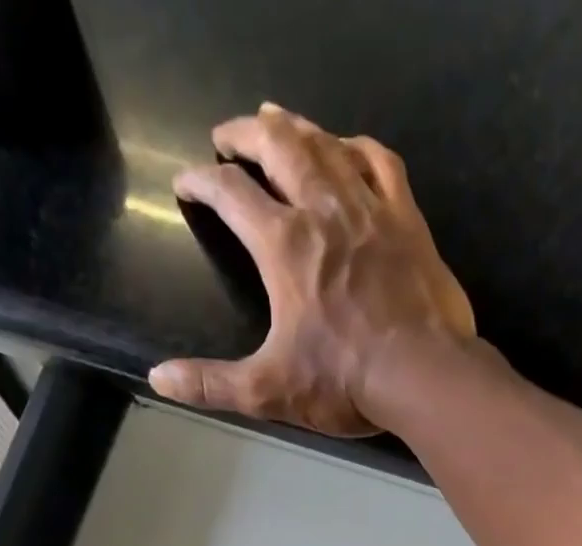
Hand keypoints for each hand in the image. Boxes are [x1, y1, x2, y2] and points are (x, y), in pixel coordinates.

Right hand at [149, 104, 476, 435]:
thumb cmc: (343, 382)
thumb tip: (159, 378)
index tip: (187, 184)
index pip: (230, 194)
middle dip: (245, 135)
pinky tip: (347, 146)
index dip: (201, 182)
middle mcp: (323, 210)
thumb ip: (211, 383)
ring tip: (276, 120)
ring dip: (296, 127)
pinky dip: (357, 147)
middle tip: (227, 135)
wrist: (422, 374)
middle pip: (278, 147)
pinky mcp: (406, 219)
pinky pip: (380, 162)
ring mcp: (370, 208)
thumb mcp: (267, 390)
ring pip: (326, 145)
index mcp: (283, 245)